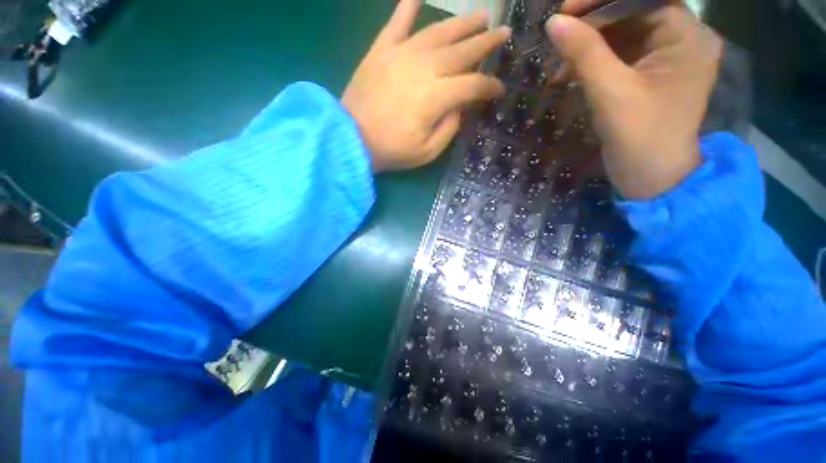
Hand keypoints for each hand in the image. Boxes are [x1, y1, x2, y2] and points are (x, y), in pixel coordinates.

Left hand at [342, 0, 510, 171]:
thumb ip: (449, 128)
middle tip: (502, 32)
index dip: (489, 86)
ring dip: (462, 23)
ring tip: (480, 14)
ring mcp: (401, 55)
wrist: (350, 139)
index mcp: (436, 97)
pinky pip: (396, 22)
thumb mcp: (427, 151)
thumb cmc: (391, 150)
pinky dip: (407, 6)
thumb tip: (459, 107)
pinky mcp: (381, 51)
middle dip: (486, 42)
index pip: (472, 85)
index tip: (500, 89)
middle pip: (461, 51)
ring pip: (438, 32)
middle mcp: (423, 68)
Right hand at [545, 1, 722, 198]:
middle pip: (635, 13)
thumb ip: (584, 54)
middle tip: (559, 35)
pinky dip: (594, 61)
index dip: (605, 0)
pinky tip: (571, 73)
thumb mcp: (610, 93)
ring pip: (624, 34)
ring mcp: (666, 59)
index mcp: (688, 38)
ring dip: (590, 45)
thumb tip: (554, 23)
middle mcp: (682, 41)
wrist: (649, 177)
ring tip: (560, 64)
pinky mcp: (649, 75)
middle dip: (594, 23)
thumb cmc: (639, 138)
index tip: (566, 11)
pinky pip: (621, 55)